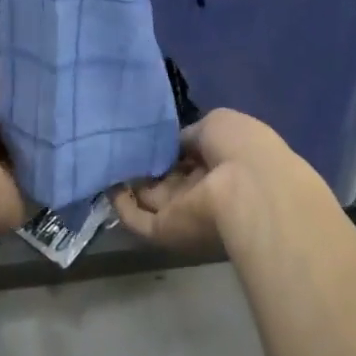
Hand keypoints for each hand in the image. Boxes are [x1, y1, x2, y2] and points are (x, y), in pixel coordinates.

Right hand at [113, 108, 330, 253]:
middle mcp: (205, 189)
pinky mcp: (167, 232)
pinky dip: (122, 207)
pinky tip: (108, 186)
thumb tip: (176, 143)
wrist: (249, 190)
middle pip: (170, 179)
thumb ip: (191, 133)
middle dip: (148, 166)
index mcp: (223, 161)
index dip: (171, 147)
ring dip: (130, 185)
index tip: (148, 136)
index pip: (191, 155)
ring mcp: (186, 212)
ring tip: (106, 163)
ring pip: (151, 200)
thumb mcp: (217, 123)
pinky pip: (139, 221)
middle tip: (121, 149)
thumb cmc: (240, 147)